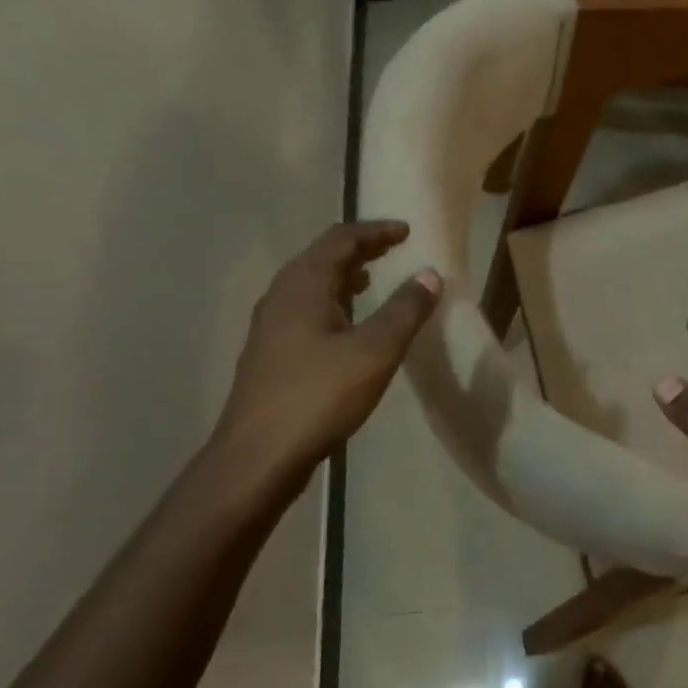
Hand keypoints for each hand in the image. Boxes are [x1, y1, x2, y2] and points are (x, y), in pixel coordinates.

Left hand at [210, 221, 439, 488]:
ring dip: (343, 278)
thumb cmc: (318, 396)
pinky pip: (305, 312)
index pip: (340, 240)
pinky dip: (332, 305)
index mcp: (302, 286)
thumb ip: (404, 310)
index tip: (406, 232)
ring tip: (372, 282)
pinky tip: (348, 329)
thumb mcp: (374, 352)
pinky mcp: (270, 355)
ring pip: (310, 287)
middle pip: (321, 258)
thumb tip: (429, 274)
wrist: (258, 456)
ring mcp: (270, 327)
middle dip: (359, 250)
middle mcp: (280, 297)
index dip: (375, 231)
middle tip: (392, 251)